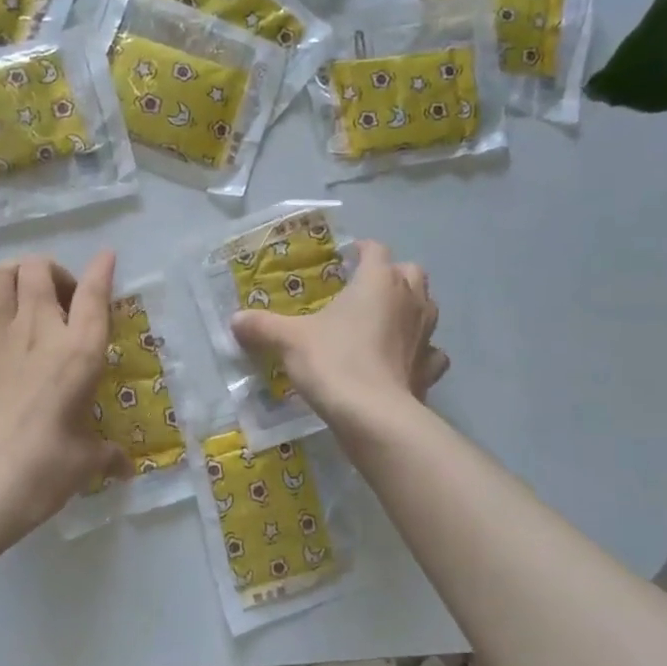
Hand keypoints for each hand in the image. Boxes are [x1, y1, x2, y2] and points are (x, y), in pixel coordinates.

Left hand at [0, 247, 128, 547]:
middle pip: (40, 272)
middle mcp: (39, 334)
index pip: (95, 297)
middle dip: (53, 272)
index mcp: (79, 354)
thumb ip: (107, 456)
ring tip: (22, 287)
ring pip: (1, 278)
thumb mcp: (86, 462)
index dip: (102, 270)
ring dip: (14, 272)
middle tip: (61, 299)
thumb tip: (125, 468)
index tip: (106, 256)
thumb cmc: (44, 472)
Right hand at [230, 240, 448, 433]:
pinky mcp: (430, 369)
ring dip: (410, 310)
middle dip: (392, 276)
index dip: (360, 251)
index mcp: (378, 281)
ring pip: (427, 308)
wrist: (372, 416)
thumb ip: (262, 326)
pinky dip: (421, 353)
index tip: (343, 260)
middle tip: (364, 291)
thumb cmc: (333, 362)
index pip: (375, 250)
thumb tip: (235, 319)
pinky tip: (403, 361)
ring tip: (384, 323)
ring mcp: (427, 334)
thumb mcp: (288, 340)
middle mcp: (410, 299)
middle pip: (410, 272)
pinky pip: (431, 352)